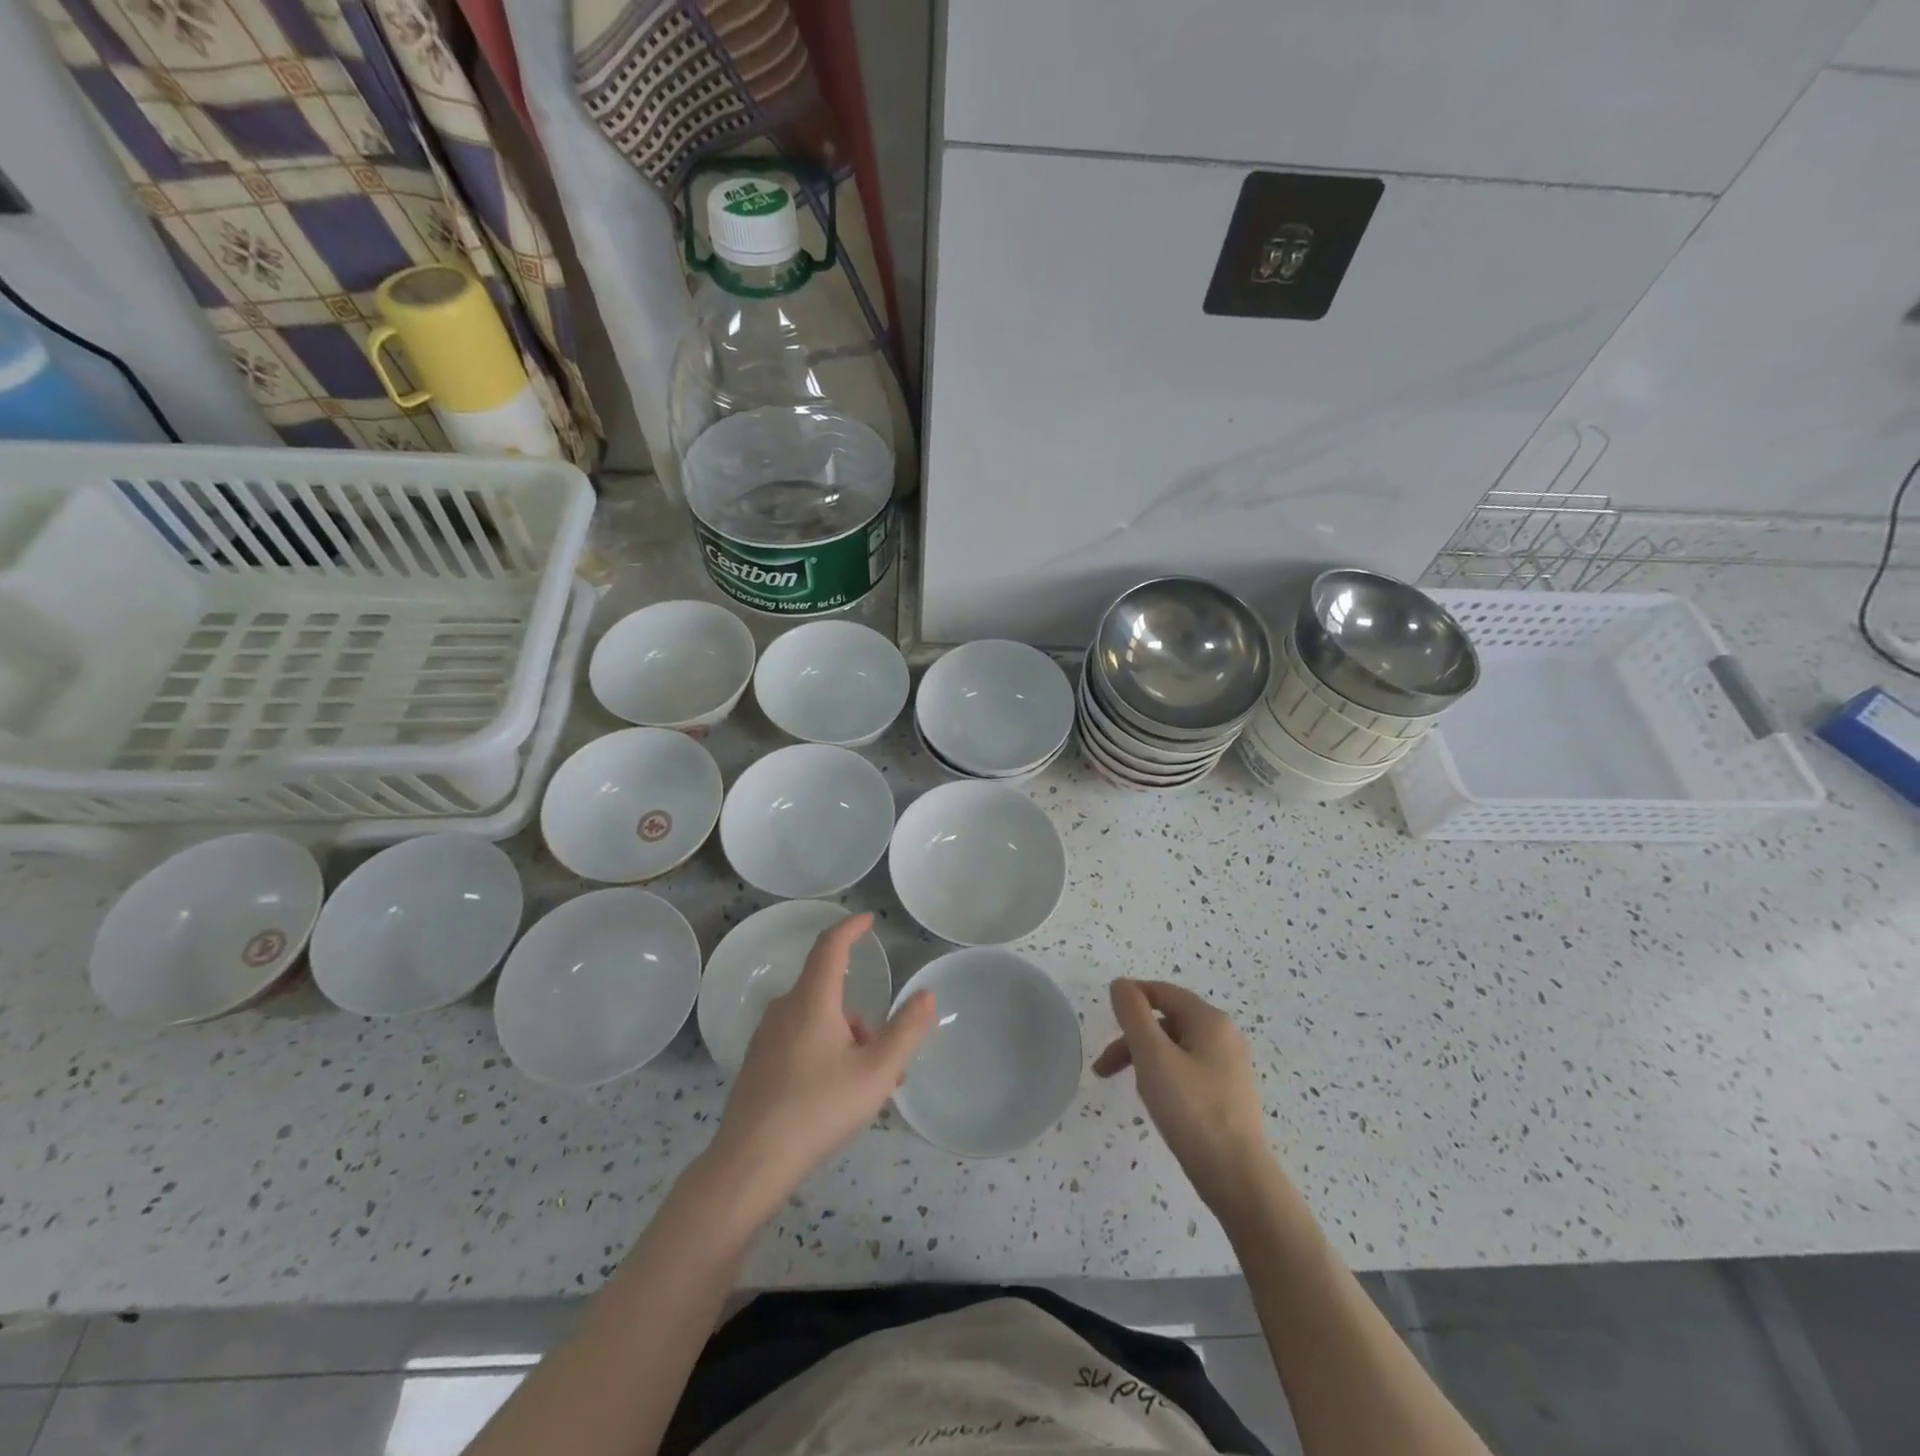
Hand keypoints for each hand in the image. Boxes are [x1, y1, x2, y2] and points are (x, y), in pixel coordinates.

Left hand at [706, 913, 934, 1225]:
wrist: (751, 1162)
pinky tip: (835, 1096)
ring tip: (867, 1089)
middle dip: (862, 1020)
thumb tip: (926, 994)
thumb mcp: (877, 1072)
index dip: (851, 928)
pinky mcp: (758, 1063)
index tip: (868, 920)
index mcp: (811, 1000)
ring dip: (846, 1041)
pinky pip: (800, 1040)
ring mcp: (766, 1036)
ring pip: (817, 1021)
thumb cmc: (819, 1109)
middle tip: (888, 1060)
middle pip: (830, 993)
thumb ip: (906, 1030)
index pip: (831, 946)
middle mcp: (785, 1008)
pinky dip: (825, 1053)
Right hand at [1093, 978, 1273, 1216]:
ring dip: (1145, 1060)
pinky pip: (1188, 1071)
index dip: (1131, 998)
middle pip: (1167, 1022)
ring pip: (1176, 1049)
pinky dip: (1165, 1077)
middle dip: (1133, 1039)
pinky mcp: (1229, 1095)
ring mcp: (1230, 1067)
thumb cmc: (1191, 1108)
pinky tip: (1157, 1103)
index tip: (1104, 1019)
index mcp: (1210, 1020)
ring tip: (1132, 1090)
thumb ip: (1133, 1015)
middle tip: (1104, 1068)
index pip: (1163, 992)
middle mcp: (1225, 1036)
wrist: (1237, 1177)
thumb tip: (1121, 985)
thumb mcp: (1153, 1056)